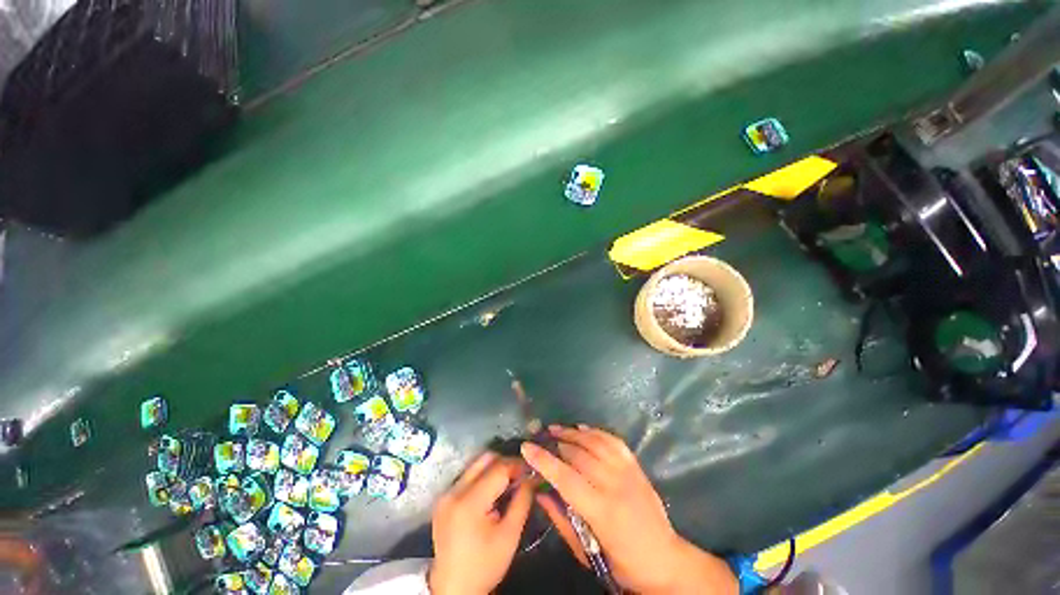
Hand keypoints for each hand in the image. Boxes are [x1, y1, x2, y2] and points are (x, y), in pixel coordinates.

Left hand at [429, 451, 533, 594]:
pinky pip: (467, 476)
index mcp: (469, 502)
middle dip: (505, 462)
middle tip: (520, 474)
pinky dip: (483, 477)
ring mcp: (445, 494)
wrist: (453, 590)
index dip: (517, 465)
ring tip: (509, 482)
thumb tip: (533, 476)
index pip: (498, 468)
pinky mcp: (443, 498)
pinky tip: (493, 491)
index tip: (532, 469)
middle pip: (484, 459)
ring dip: (494, 468)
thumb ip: (522, 501)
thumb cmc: (484, 566)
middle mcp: (453, 491)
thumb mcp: (510, 536)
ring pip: (475, 465)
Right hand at [522, 425, 737, 594]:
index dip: (544, 461)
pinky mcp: (635, 466)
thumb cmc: (623, 563)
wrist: (665, 560)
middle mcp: (615, 485)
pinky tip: (582, 428)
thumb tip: (540, 493)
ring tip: (555, 428)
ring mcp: (627, 472)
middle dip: (556, 443)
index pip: (566, 478)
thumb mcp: (588, 552)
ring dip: (572, 433)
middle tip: (539, 437)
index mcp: (602, 512)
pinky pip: (612, 441)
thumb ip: (562, 520)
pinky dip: (595, 431)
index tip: (526, 447)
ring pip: (594, 442)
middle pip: (579, 455)